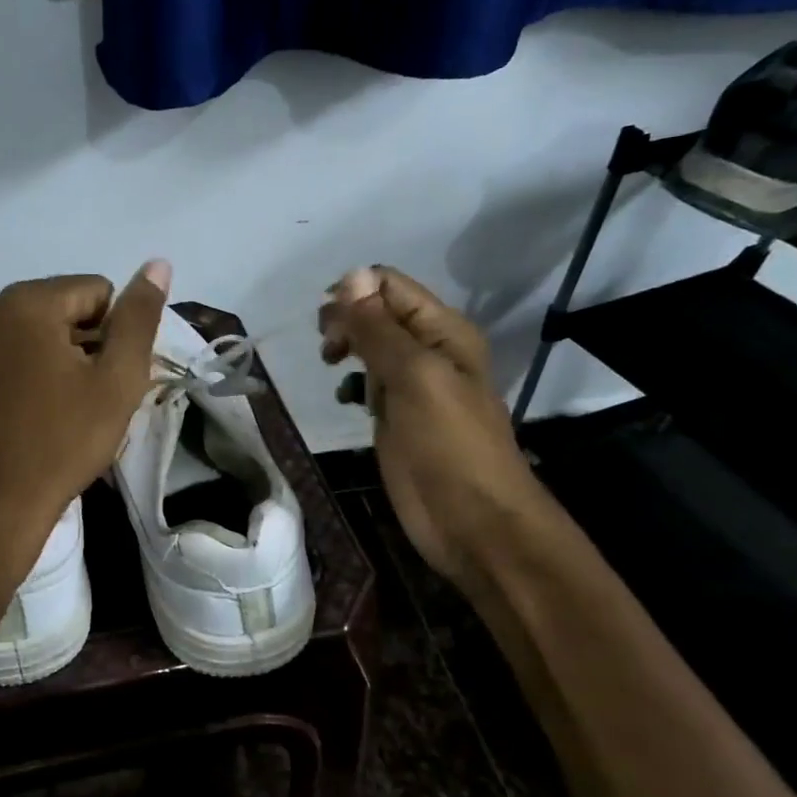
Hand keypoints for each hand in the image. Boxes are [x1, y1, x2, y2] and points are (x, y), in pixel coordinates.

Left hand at [0, 262, 170, 540]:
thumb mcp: (117, 381)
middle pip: (56, 308)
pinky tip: (19, 415)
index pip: (95, 291)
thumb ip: (138, 317)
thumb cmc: (63, 441)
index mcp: (28, 301)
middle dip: (79, 342)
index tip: (105, 378)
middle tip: (84, 396)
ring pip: (24, 333)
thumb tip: (158, 263)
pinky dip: (14, 374)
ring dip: (46, 357)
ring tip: (53, 408)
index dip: (112, 333)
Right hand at [319, 266, 550, 586]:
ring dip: (346, 347)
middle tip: (328, 348)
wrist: (471, 520)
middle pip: (378, 313)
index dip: (354, 292)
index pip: (390, 286)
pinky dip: (351, 382)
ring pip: (370, 347)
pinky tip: (344, 397)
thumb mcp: (414, 376)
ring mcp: (412, 386)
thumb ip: (379, 329)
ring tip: (331, 364)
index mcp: (443, 331)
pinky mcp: (396, 417)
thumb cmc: (448, 444)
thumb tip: (349, 276)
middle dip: (346, 319)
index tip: (326, 321)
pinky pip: (368, 384)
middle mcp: (428, 351)